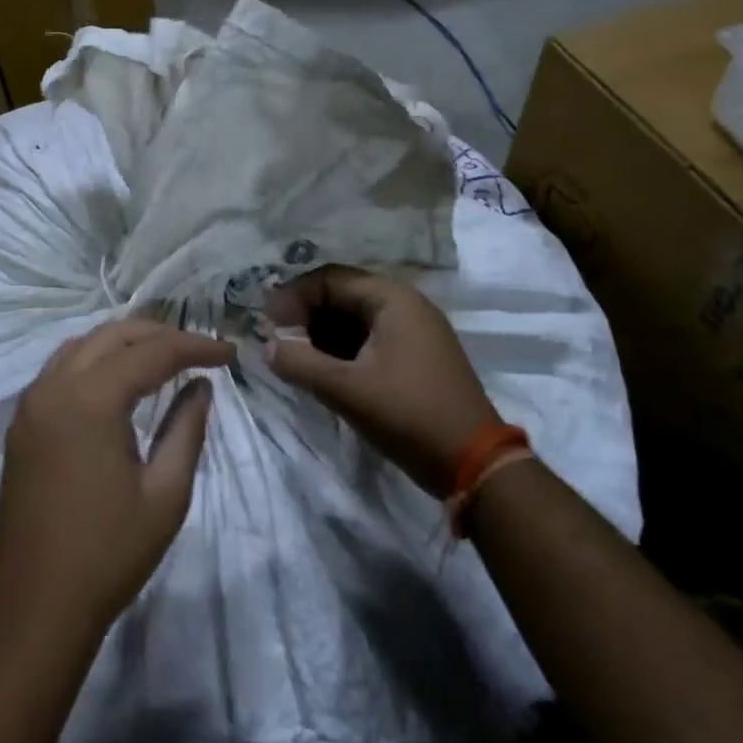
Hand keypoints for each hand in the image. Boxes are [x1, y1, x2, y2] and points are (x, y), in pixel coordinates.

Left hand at [0, 320, 232, 636]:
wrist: (36, 608)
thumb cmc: (109, 554)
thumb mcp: (166, 494)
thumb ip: (187, 429)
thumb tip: (201, 386)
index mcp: (90, 400)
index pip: (151, 352)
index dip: (195, 347)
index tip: (230, 353)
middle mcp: (54, 386)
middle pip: (113, 336)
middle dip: (160, 335)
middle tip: (200, 350)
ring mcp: (31, 403)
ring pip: (83, 345)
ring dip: (125, 342)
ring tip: (164, 356)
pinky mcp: (22, 423)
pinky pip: (60, 368)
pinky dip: (95, 359)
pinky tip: (118, 378)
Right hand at [264, 267, 497, 497]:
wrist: (476, 464)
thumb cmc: (409, 414)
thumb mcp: (346, 390)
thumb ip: (300, 364)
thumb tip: (266, 347)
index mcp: (391, 298)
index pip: (330, 279)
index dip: (294, 296)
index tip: (266, 320)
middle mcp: (405, 304)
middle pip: (343, 294)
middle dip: (307, 314)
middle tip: (278, 338)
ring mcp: (415, 330)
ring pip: (356, 318)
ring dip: (323, 333)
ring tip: (297, 356)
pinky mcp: (418, 356)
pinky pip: (371, 338)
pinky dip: (343, 348)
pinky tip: (324, 369)